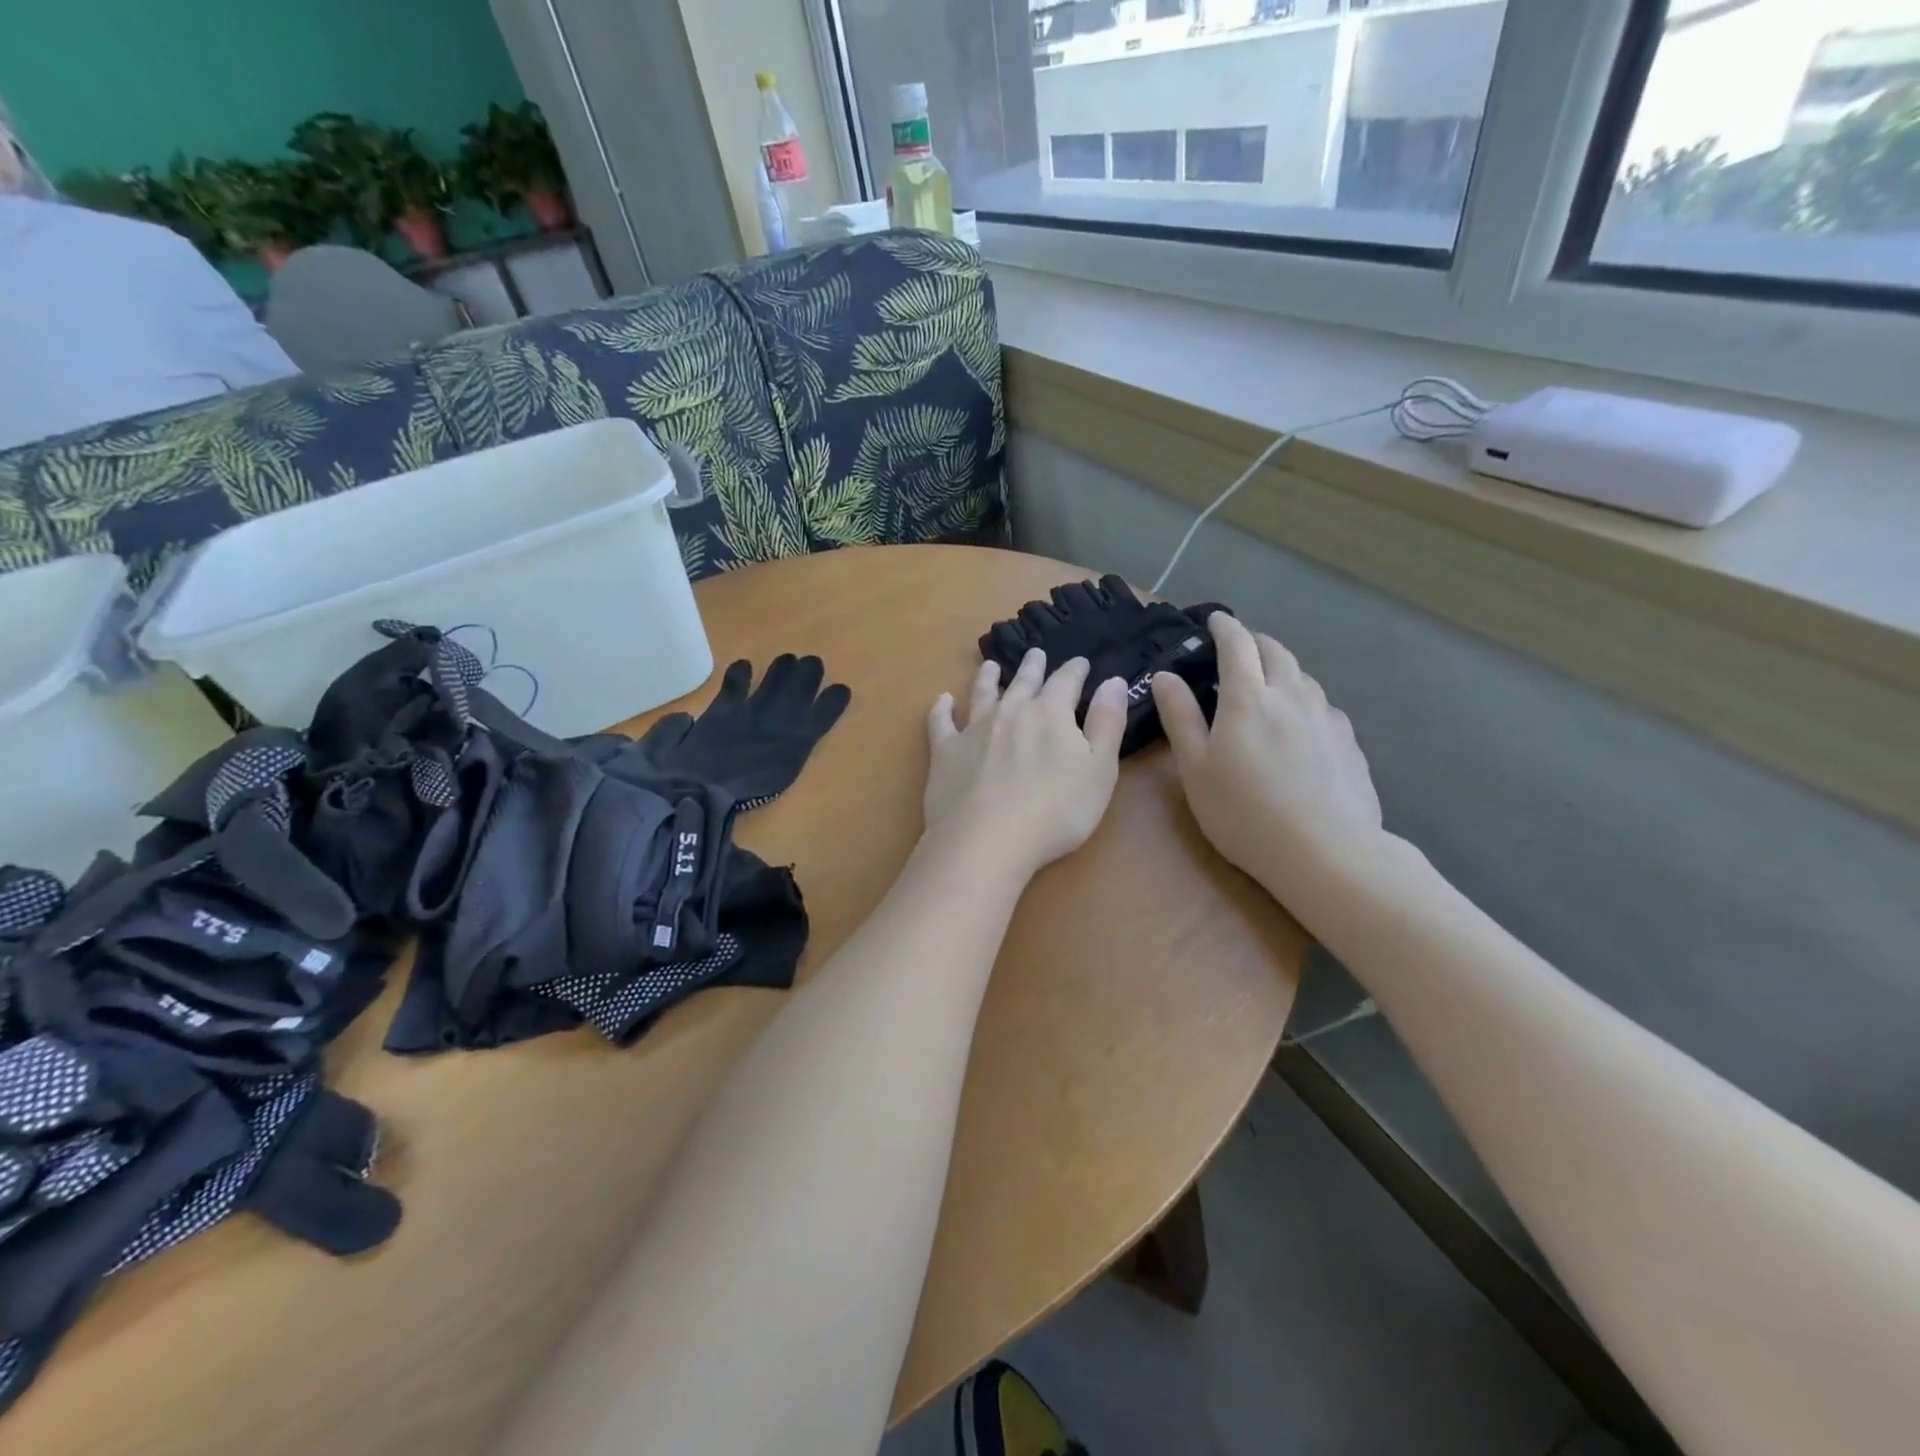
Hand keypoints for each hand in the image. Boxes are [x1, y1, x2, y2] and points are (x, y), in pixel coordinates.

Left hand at [924, 648, 1127, 879]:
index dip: (1075, 670)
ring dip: (987, 678)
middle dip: (1032, 667)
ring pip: (981, 694)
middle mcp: (1010, 712)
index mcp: (1049, 713)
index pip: (1066, 682)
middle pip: (1023, 682)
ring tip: (990, 665)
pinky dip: (941, 709)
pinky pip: (941, 723)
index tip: (1081, 662)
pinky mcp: (945, 752)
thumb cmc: (1056, 811)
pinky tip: (942, 701)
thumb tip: (1114, 681)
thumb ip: (1107, 723)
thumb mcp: (1099, 769)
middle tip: (1035, 654)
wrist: (987, 840)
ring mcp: (973, 730)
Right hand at [1152, 613, 1385, 905]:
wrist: (1324, 852)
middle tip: (1239, 650)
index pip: (1237, 644)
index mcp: (1248, 697)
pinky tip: (1300, 726)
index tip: (1214, 620)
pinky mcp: (1349, 741)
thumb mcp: (1195, 768)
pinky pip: (1323, 706)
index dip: (1224, 627)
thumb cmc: (1243, 811)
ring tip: (1268, 685)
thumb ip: (1180, 717)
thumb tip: (1164, 676)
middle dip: (1255, 642)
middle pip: (1276, 651)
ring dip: (1282, 670)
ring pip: (1303, 676)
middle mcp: (1291, 695)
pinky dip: (1305, 701)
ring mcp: (1326, 717)